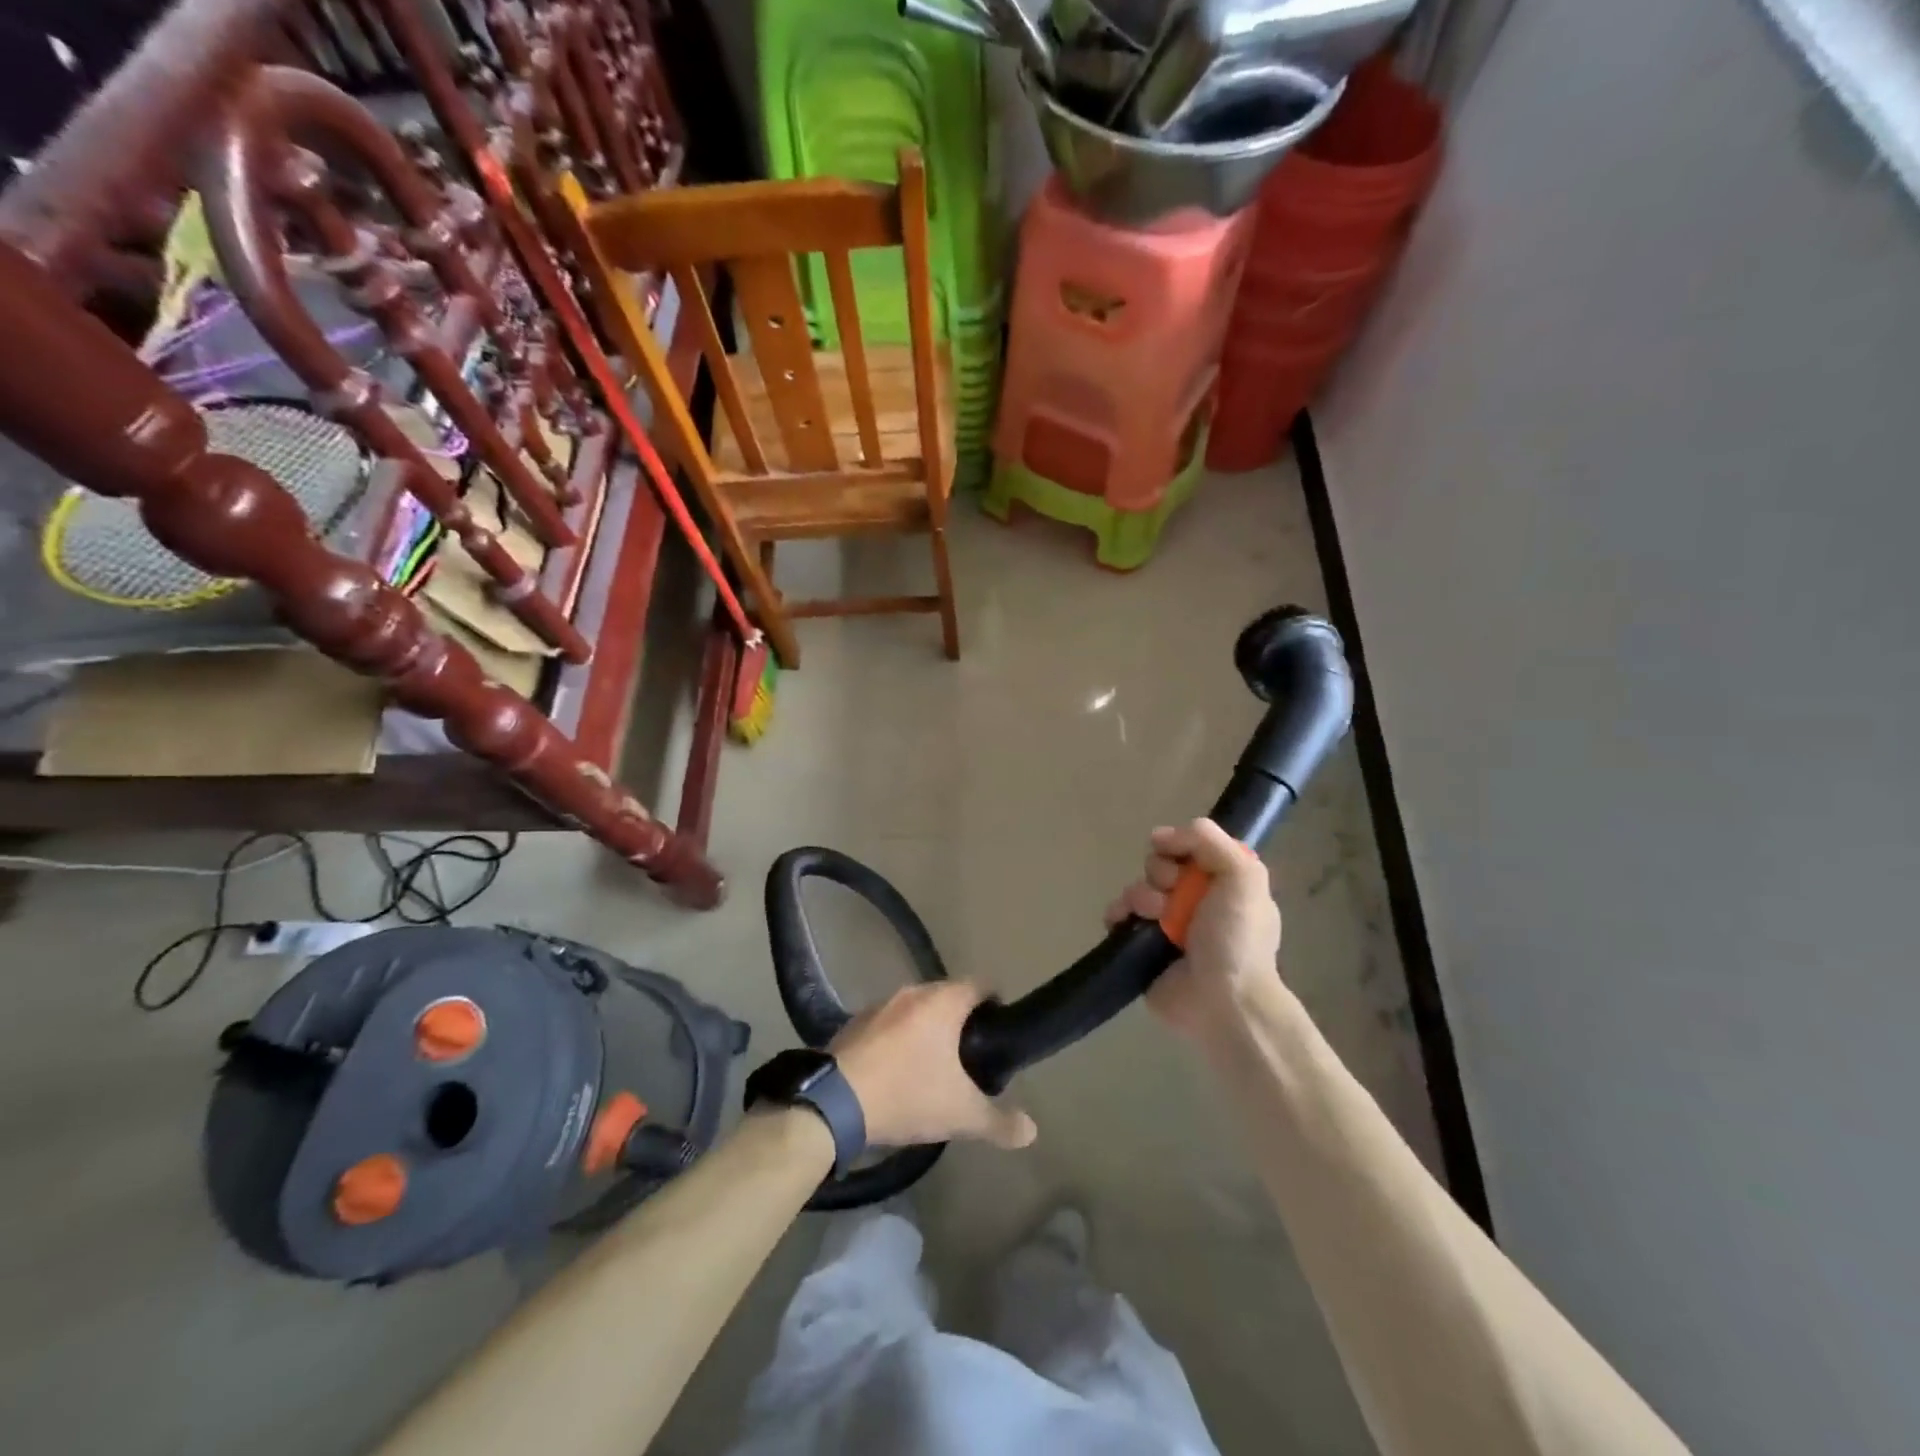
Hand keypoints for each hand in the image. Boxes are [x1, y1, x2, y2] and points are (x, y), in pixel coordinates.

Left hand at [830, 982, 1037, 1150]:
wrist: (834, 1102)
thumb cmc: (907, 1094)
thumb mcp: (961, 1115)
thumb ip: (1000, 1122)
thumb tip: (1031, 1130)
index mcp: (943, 1002)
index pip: (981, 985)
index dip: (995, 1004)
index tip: (999, 1031)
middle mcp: (913, 992)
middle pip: (948, 996)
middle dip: (961, 1021)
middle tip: (970, 1057)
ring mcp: (880, 1004)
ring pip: (916, 1009)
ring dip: (927, 1029)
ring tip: (934, 1066)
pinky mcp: (854, 1022)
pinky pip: (888, 1023)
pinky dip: (898, 1039)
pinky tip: (896, 1071)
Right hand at [1106, 818, 1288, 1041]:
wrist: (1222, 1001)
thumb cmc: (1237, 938)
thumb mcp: (1243, 875)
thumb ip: (1208, 840)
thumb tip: (1159, 836)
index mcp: (1222, 883)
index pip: (1189, 847)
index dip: (1179, 846)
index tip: (1178, 858)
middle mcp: (1194, 900)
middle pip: (1159, 865)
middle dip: (1160, 874)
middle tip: (1174, 896)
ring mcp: (1165, 924)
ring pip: (1137, 888)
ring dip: (1140, 896)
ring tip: (1154, 917)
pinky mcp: (1141, 946)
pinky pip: (1118, 915)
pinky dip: (1117, 913)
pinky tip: (1123, 921)